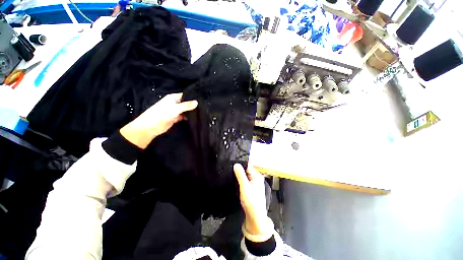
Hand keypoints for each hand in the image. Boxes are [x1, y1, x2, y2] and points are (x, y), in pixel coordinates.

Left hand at [120, 93, 197, 148]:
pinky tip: (195, 118)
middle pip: (185, 103)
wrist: (152, 126)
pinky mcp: (175, 118)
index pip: (185, 95)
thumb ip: (187, 105)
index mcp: (173, 98)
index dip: (192, 97)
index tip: (202, 98)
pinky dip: (188, 117)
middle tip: (204, 106)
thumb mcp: (176, 108)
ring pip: (185, 110)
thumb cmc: (162, 113)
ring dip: (190, 111)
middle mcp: (174, 103)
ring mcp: (175, 111)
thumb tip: (197, 102)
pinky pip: (183, 116)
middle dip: (192, 105)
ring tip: (202, 112)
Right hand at [234, 163, 272, 241]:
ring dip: (239, 175)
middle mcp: (256, 178)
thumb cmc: (251, 202)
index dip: (240, 164)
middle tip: (230, 169)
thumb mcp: (244, 187)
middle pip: (246, 170)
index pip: (248, 165)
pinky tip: (235, 181)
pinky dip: (240, 180)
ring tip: (231, 174)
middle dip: (239, 170)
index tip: (231, 164)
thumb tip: (236, 164)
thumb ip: (240, 175)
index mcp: (257, 176)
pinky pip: (245, 180)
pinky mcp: (251, 188)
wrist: (255, 217)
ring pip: (245, 175)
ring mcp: (254, 183)